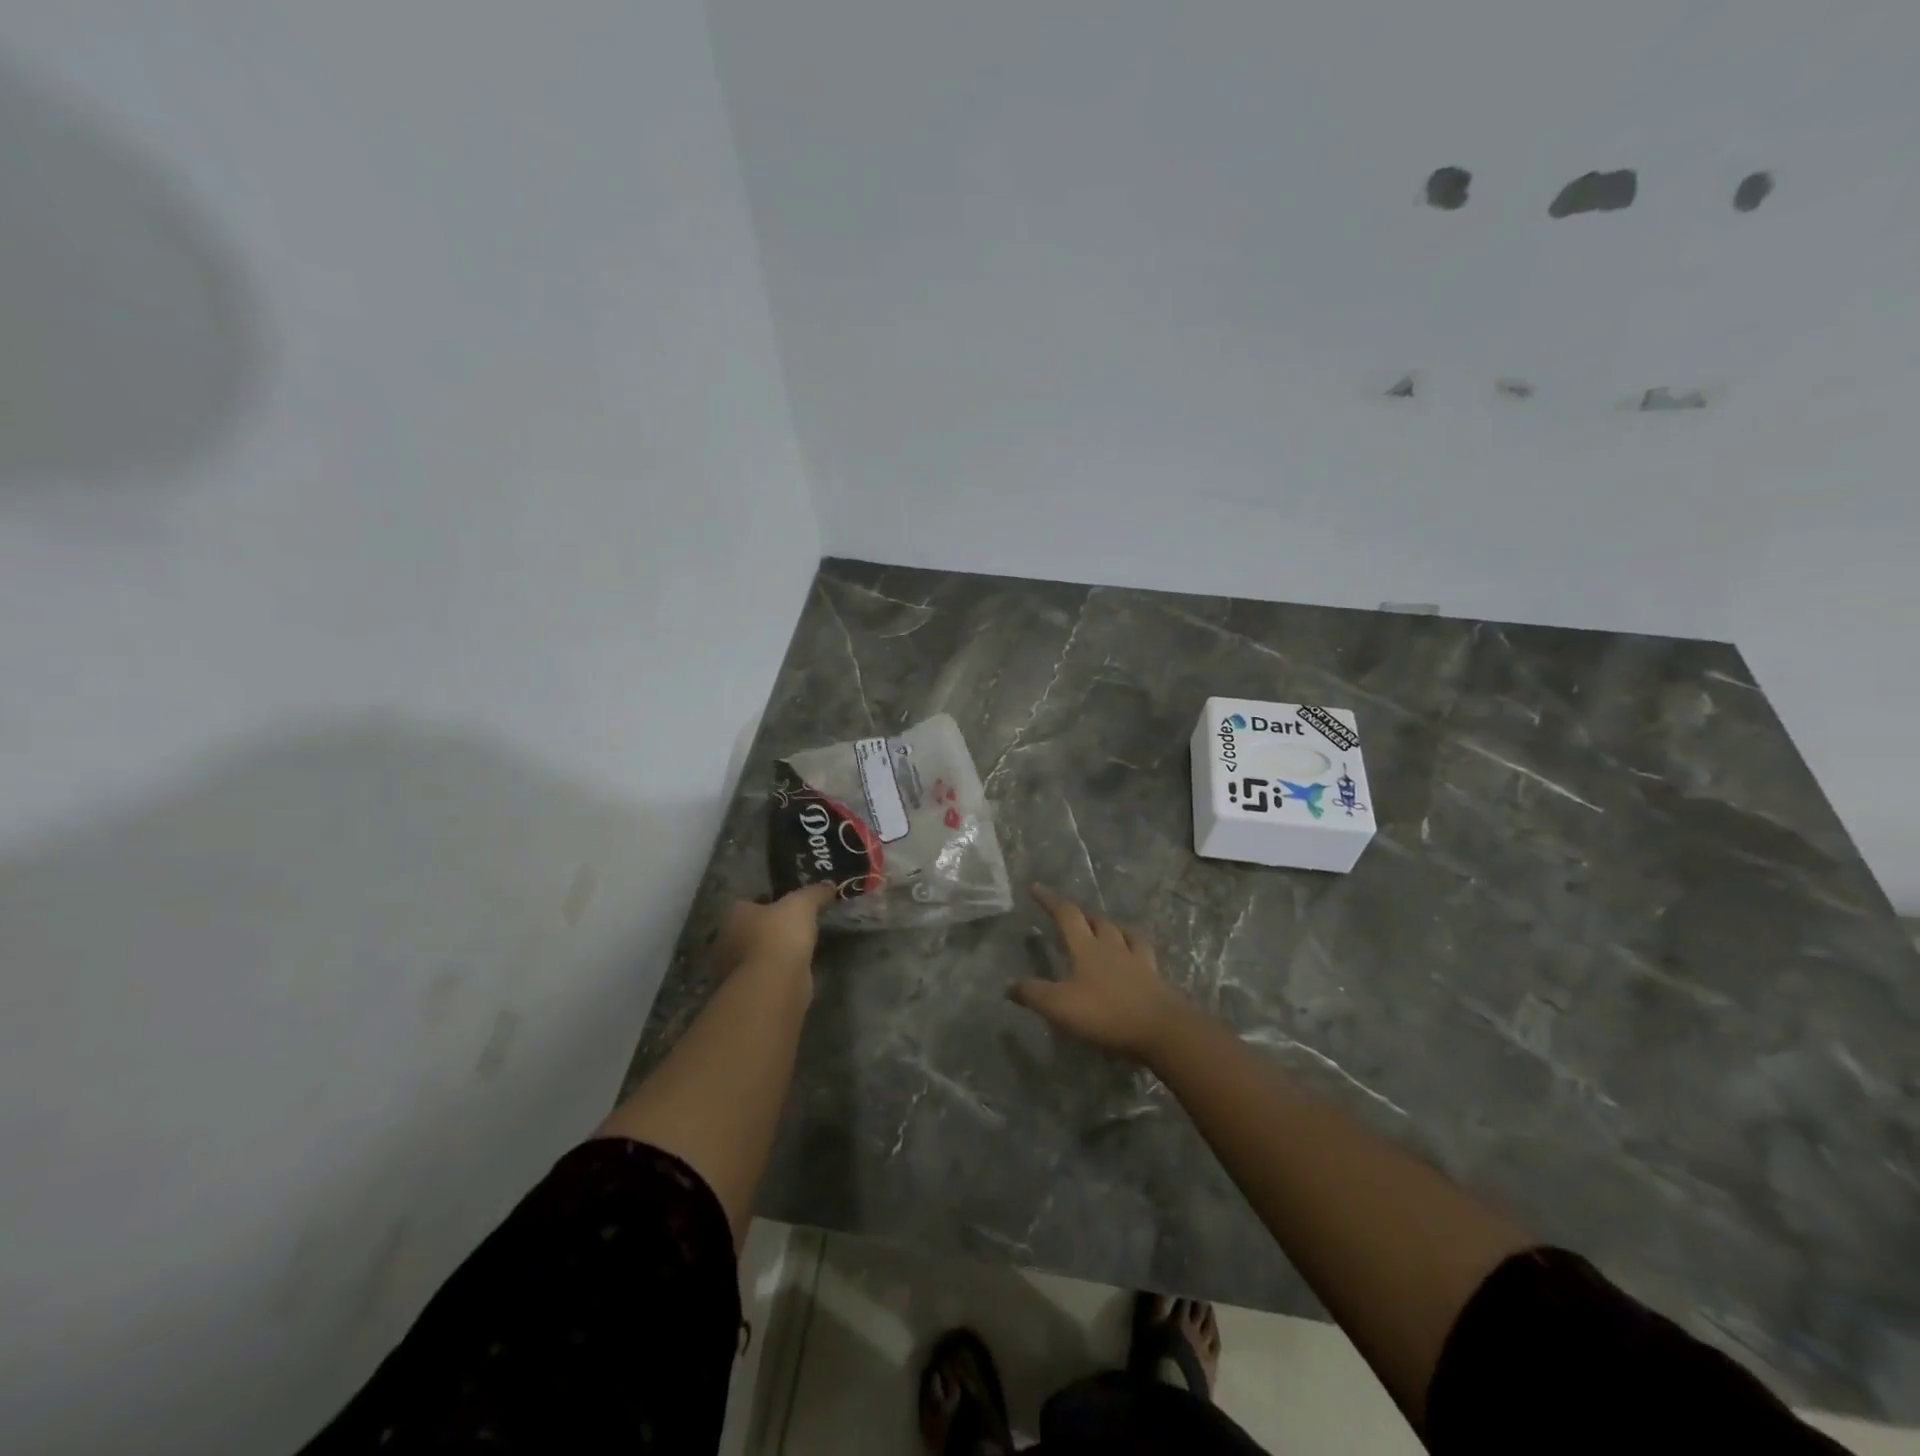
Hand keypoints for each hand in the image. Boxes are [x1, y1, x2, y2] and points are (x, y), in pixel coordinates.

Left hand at [715, 883, 836, 980]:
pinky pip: (763, 976)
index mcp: (733, 915)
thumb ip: (815, 893)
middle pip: (749, 930)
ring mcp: (732, 970)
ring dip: (771, 954)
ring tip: (798, 950)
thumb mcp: (803, 904)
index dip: (767, 903)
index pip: (748, 903)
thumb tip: (829, 884)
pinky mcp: (745, 992)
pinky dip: (776, 974)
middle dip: (767, 930)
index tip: (787, 907)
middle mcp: (726, 941)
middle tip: (793, 928)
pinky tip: (794, 971)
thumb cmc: (780, 934)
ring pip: (755, 955)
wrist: (775, 983)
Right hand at [1010, 885, 1190, 1060]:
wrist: (1162, 1029)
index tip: (1036, 888)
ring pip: (1121, 931)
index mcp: (1086, 948)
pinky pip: (1141, 951)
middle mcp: (1112, 946)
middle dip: (1079, 913)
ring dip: (1107, 925)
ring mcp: (1137, 960)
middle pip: (1095, 920)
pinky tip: (1133, 952)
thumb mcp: (1060, 1006)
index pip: (1066, 914)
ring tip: (1101, 928)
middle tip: (1068, 913)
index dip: (1050, 900)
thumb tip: (1008, 985)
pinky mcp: (1154, 976)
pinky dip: (1133, 945)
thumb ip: (1033, 994)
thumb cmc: (1106, 1013)